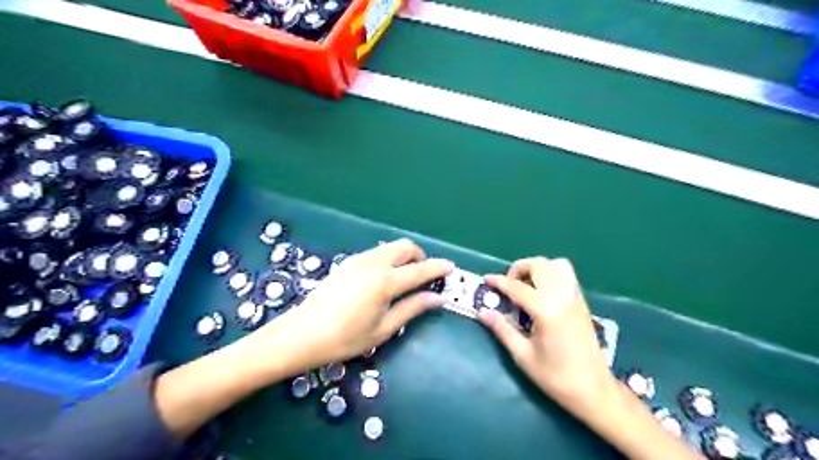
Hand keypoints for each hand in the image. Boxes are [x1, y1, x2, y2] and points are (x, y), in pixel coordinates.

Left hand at [241, 239, 454, 378]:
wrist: (300, 335)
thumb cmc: (344, 339)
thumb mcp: (383, 329)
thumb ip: (412, 309)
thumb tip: (437, 298)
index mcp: (384, 282)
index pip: (419, 269)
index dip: (438, 267)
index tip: (451, 266)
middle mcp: (372, 263)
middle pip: (405, 247)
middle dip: (420, 256)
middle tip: (425, 275)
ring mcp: (357, 260)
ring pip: (390, 247)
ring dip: (404, 256)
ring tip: (405, 277)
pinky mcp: (347, 263)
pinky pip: (376, 253)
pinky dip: (389, 258)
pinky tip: (384, 278)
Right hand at [478, 260, 617, 411]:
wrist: (593, 389)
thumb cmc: (555, 376)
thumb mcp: (523, 355)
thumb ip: (502, 329)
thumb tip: (483, 312)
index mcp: (546, 310)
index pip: (517, 287)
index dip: (499, 282)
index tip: (486, 279)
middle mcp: (563, 296)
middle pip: (539, 265)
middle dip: (519, 268)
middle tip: (507, 285)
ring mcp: (575, 296)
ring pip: (555, 264)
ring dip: (537, 268)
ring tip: (525, 284)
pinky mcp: (582, 301)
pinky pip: (566, 274)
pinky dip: (550, 273)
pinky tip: (541, 292)